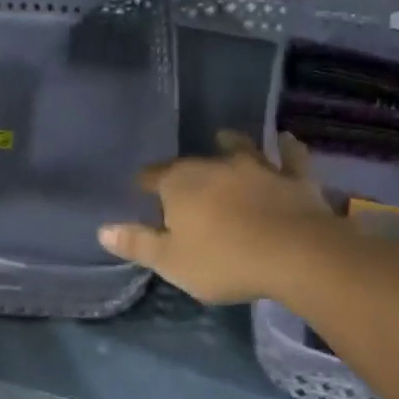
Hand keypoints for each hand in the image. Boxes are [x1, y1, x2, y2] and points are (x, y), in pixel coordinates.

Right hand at [99, 132, 334, 303]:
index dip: (145, 182)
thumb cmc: (224, 261)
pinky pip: (290, 157)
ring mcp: (258, 168)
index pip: (153, 177)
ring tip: (225, 137)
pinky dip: (287, 148)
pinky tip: (286, 140)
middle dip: (184, 169)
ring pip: (240, 149)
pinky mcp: (294, 178)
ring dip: (231, 143)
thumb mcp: (172, 262)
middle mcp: (216, 166)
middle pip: (193, 164)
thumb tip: (103, 230)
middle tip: (180, 177)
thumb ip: (138, 244)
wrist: (295, 254)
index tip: (141, 186)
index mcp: (181, 185)